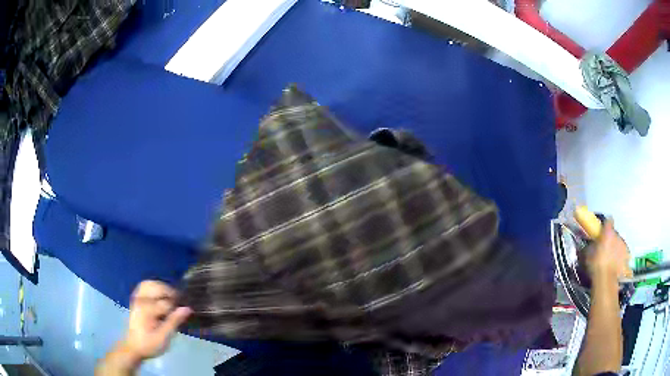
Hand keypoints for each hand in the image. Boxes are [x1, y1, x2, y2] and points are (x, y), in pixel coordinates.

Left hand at [121, 281, 191, 363]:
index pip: (166, 303)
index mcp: (147, 309)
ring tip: (170, 298)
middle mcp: (140, 300)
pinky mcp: (136, 299)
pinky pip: (144, 286)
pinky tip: (160, 296)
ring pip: (149, 283)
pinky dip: (153, 287)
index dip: (176, 308)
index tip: (183, 315)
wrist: (134, 347)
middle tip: (178, 303)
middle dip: (169, 293)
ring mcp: (137, 298)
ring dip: (161, 288)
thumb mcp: (163, 337)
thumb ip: (174, 322)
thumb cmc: (149, 344)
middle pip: (156, 287)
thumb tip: (187, 309)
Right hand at [587, 221, 632, 280]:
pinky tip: (616, 265)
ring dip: (616, 248)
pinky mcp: (626, 256)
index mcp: (608, 231)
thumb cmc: (596, 265)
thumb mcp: (588, 254)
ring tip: (611, 258)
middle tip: (605, 248)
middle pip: (614, 234)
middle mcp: (617, 235)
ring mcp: (623, 246)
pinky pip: (623, 254)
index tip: (603, 230)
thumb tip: (592, 243)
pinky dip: (620, 258)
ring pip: (619, 244)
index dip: (606, 225)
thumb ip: (592, 245)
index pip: (609, 221)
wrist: (606, 280)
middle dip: (611, 239)